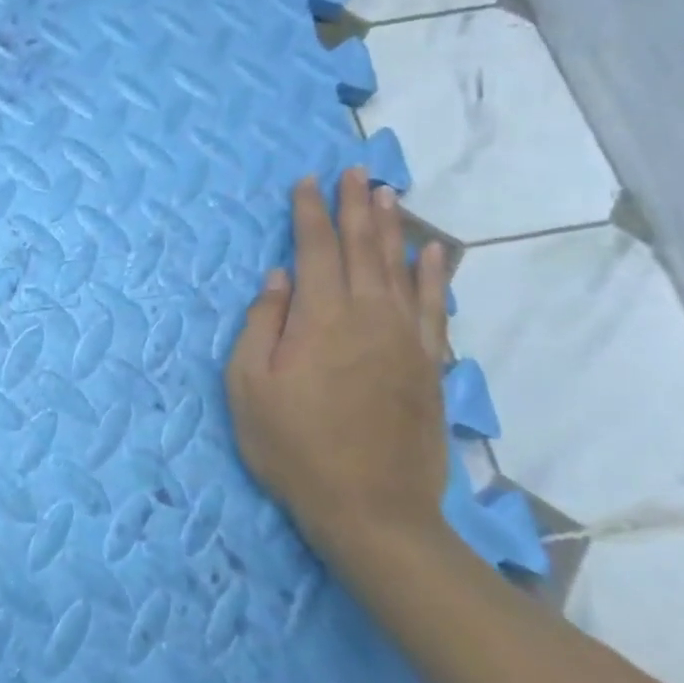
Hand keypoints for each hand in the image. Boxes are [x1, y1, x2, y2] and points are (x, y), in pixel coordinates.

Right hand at [225, 167, 452, 569]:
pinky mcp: (428, 365)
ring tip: (389, 193)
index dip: (310, 212)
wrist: (372, 511)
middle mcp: (368, 316)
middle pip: (363, 247)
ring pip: (400, 268)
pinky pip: (435, 307)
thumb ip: (262, 324)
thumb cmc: (294, 447)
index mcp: (320, 317)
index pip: (316, 248)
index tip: (306, 182)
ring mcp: (405, 340)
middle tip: (355, 171)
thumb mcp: (249, 386)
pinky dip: (434, 275)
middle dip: (355, 205)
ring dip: (393, 227)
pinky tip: (434, 252)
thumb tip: (278, 278)